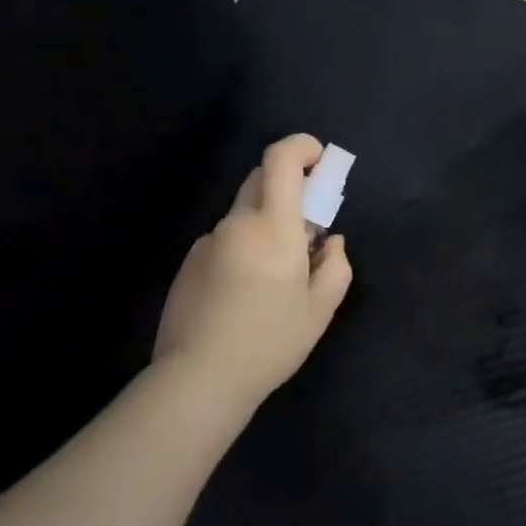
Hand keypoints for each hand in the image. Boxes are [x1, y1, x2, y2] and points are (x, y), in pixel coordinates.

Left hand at [154, 134, 353, 411]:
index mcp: (272, 228)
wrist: (199, 378)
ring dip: (265, 226)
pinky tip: (245, 295)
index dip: (301, 147)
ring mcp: (207, 242)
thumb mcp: (320, 310)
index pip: (280, 162)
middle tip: (307, 229)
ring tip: (275, 280)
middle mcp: (236, 224)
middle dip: (288, 188)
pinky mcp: (189, 263)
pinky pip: (225, 240)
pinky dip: (243, 249)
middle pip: (260, 180)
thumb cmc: (270, 343)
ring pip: (243, 215)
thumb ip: (336, 266)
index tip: (319, 160)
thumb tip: (331, 241)